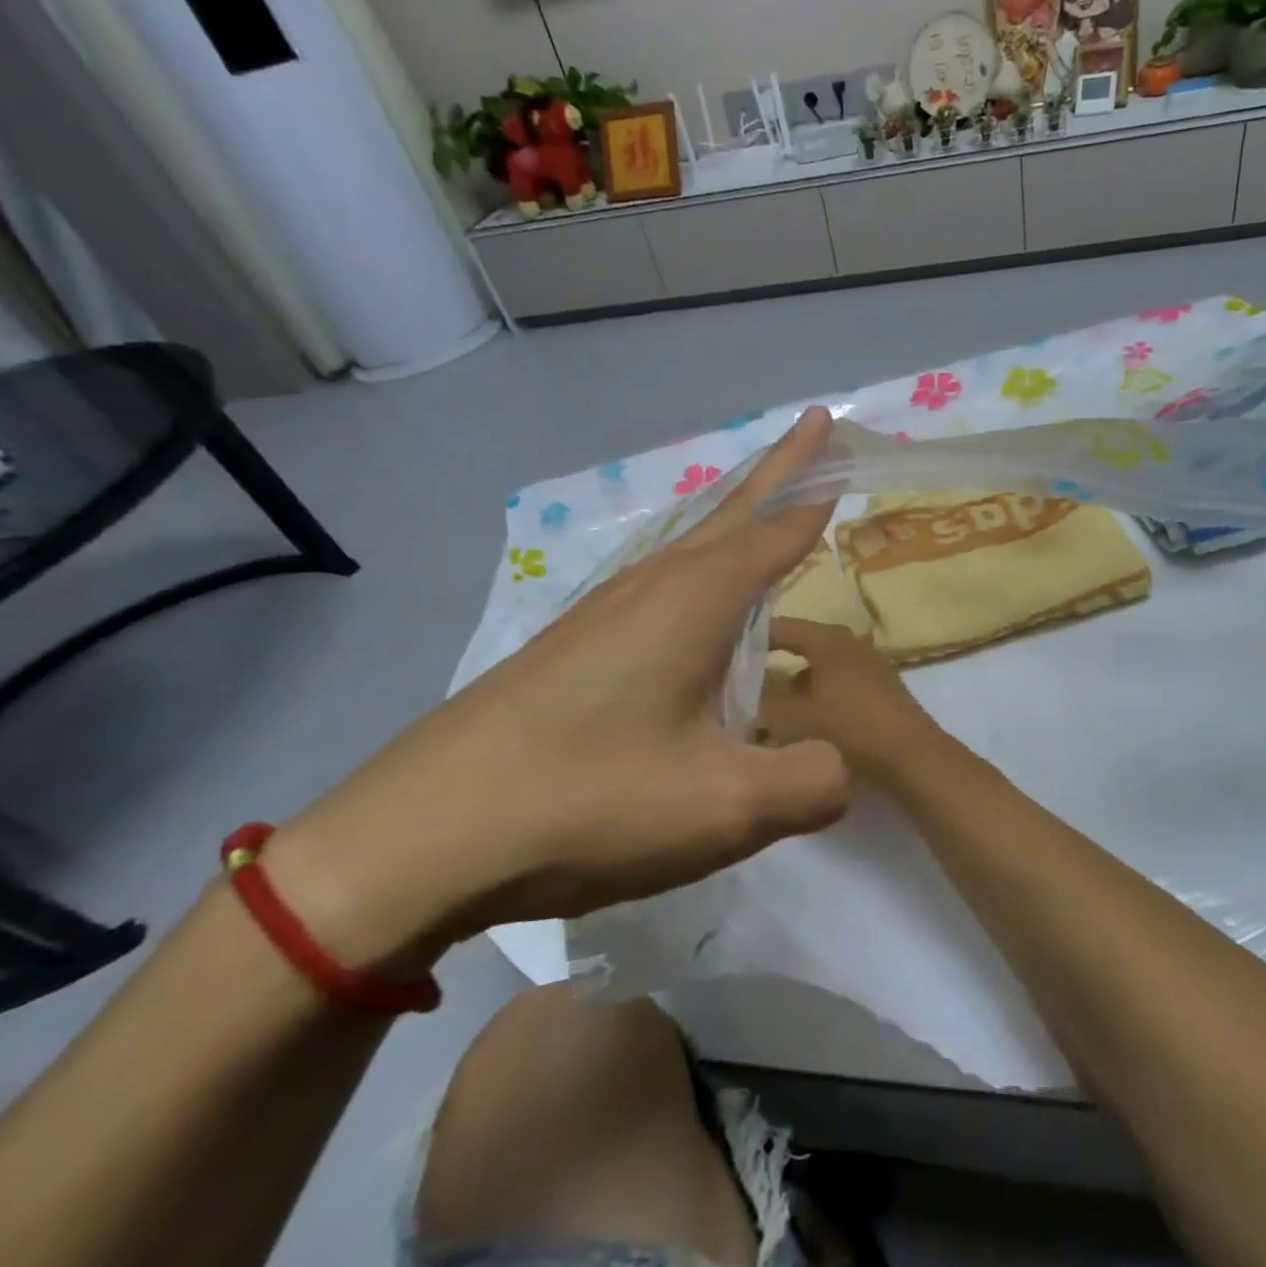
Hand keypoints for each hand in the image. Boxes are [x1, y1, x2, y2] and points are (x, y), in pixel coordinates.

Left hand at [267, 409, 853, 970]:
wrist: (421, 837)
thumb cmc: (587, 802)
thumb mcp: (724, 805)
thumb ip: (810, 782)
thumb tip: (839, 767)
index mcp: (694, 600)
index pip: (776, 527)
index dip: (816, 488)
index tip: (844, 442)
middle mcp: (650, 588)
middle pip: (730, 513)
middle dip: (779, 470)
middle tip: (815, 429)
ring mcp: (601, 615)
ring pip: (688, 547)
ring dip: (735, 519)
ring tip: (767, 512)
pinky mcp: (571, 651)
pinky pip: (659, 589)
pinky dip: (699, 574)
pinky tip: (695, 607)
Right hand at [756, 619, 946, 789]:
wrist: (912, 759)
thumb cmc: (849, 729)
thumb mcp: (792, 718)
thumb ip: (760, 702)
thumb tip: (737, 694)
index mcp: (827, 638)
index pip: (780, 626)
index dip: (749, 638)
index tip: (723, 654)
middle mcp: (849, 644)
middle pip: (799, 648)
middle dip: (770, 666)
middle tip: (739, 686)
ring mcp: (868, 667)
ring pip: (817, 671)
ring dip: (793, 688)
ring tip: (766, 712)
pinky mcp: (879, 692)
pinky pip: (835, 688)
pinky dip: (815, 700)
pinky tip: (801, 726)